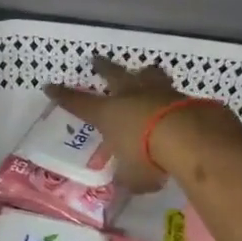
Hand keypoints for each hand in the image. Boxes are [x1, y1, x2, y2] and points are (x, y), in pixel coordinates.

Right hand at [45, 56, 239, 189]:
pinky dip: (170, 97)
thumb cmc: (148, 156)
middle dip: (102, 67)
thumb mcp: (132, 176)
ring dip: (142, 74)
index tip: (49, 86)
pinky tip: (175, 102)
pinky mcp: (186, 97)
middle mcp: (130, 97)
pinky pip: (173, 93)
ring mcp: (159, 93)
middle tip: (96, 59)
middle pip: (113, 75)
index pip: (78, 103)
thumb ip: (127, 176)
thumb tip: (126, 181)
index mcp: (108, 114)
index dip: (63, 96)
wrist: (191, 137)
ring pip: (147, 75)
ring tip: (142, 71)